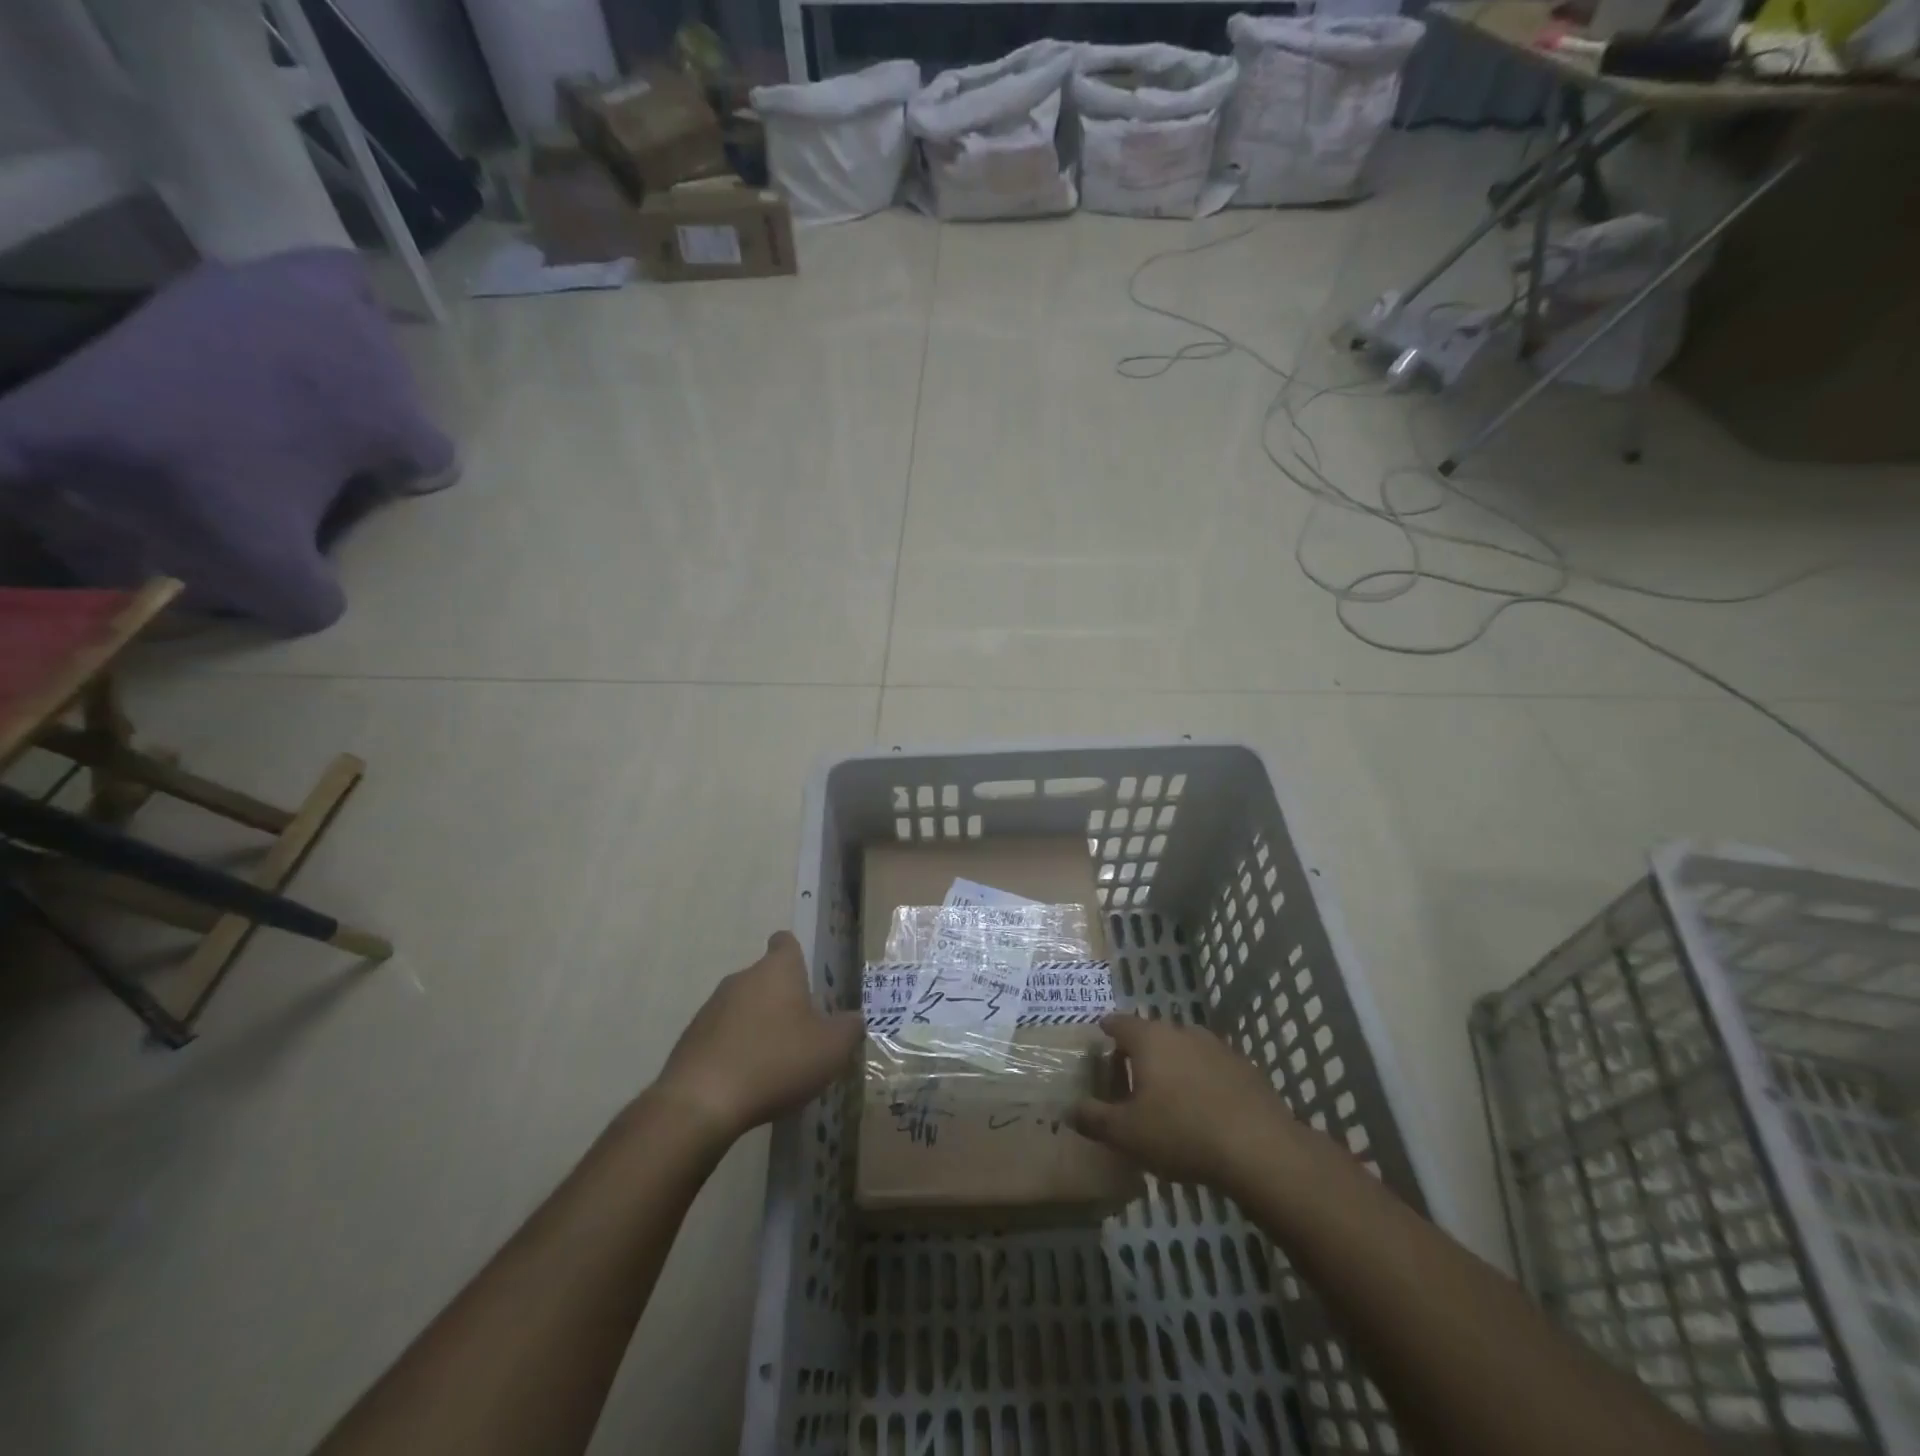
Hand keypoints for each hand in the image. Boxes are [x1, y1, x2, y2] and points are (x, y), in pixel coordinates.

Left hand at [652, 932, 861, 1144]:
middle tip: (803, 1032)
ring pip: (743, 1007)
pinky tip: (747, 1081)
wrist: (701, 1102)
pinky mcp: (691, 1038)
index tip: (807, 977)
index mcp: (777, 970)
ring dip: (758, 1026)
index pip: (785, 943)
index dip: (797, 955)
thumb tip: (853, 1020)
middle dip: (783, 1000)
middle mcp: (742, 978)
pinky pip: (722, 1035)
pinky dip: (735, 1050)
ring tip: (775, 1062)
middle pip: (766, 978)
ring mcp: (711, 1007)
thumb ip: (849, 1029)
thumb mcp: (831, 1049)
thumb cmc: (776, 1061)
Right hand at [1070, 1013, 1295, 1191]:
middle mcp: (1182, 1032)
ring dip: (1173, 1066)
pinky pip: (1212, 1068)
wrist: (1260, 1149)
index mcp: (1150, 1039)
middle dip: (1140, 1052)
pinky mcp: (1245, 1069)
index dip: (1107, 1029)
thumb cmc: (1181, 1133)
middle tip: (1130, 1078)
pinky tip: (1203, 1109)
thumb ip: (1093, 1118)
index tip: (1101, 1036)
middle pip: (1153, 1035)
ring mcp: (1217, 1047)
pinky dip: (1202, 1081)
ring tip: (1168, 1096)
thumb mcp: (1126, 1133)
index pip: (1120, 1022)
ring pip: (1185, 1050)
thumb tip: (1069, 1108)